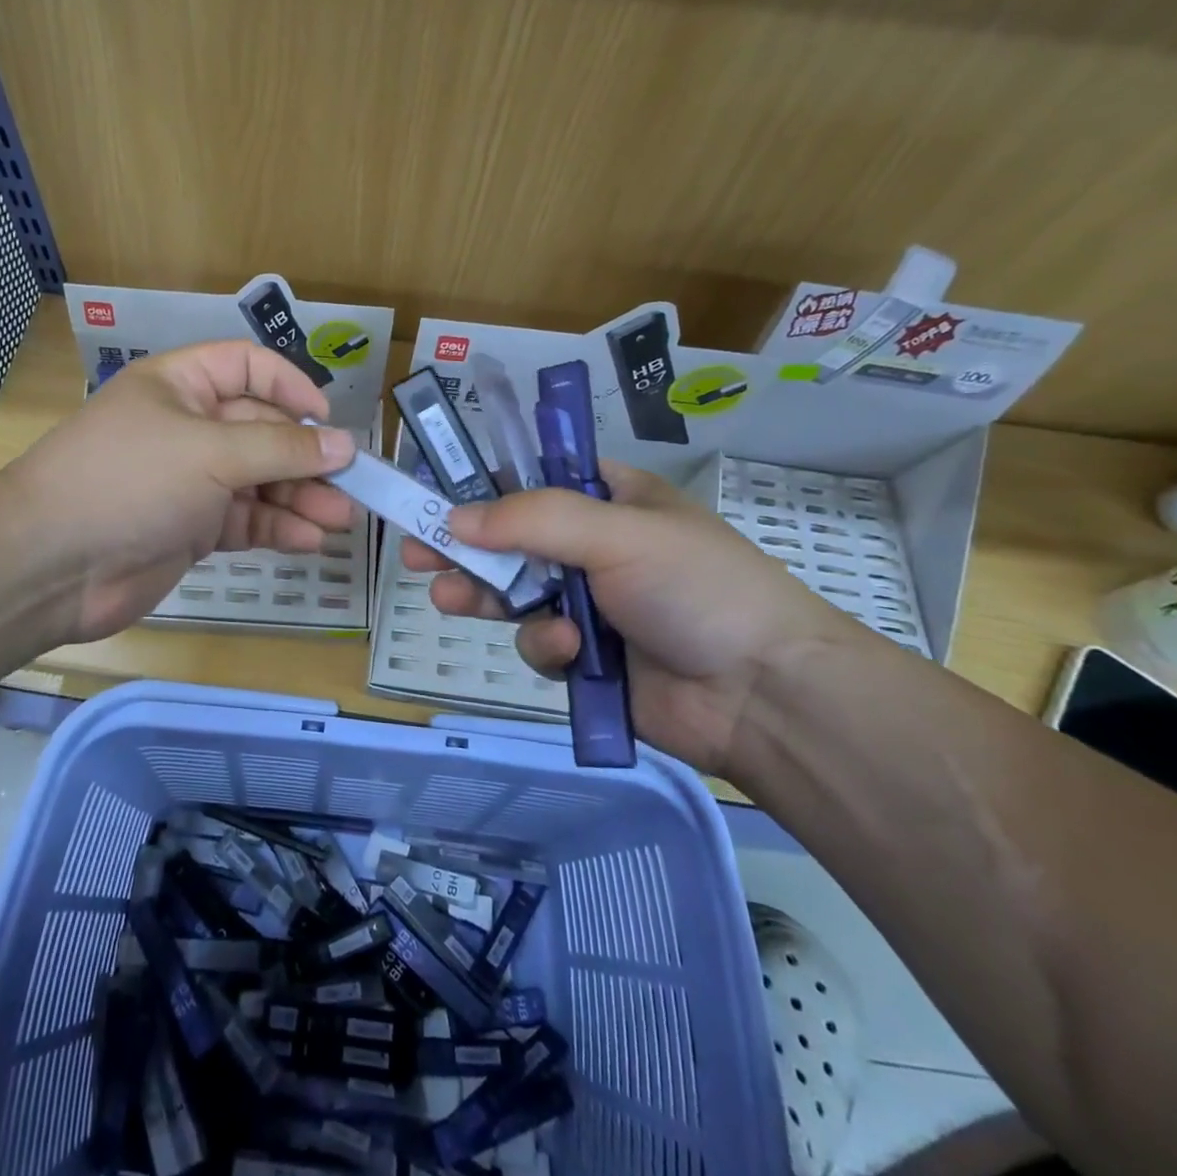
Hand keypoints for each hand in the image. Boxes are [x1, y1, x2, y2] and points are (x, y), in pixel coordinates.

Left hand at [7, 340, 357, 643]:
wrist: (51, 564)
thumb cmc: (131, 481)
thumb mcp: (210, 452)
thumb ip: (281, 449)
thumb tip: (343, 445)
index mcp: (181, 386)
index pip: (247, 368)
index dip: (290, 387)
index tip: (327, 421)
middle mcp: (188, 428)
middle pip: (262, 431)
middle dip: (305, 457)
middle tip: (353, 485)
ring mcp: (190, 481)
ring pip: (258, 481)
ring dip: (299, 498)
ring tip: (340, 519)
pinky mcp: (191, 529)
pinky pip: (244, 521)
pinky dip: (276, 529)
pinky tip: (308, 540)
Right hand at [400, 462, 859, 775]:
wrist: (762, 695)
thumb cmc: (697, 588)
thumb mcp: (618, 533)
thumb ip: (532, 520)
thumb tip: (454, 518)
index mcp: (613, 500)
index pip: (535, 480)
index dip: (486, 485)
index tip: (438, 494)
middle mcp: (596, 547)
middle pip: (512, 539)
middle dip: (465, 546)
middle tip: (415, 551)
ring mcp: (591, 604)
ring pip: (515, 593)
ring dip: (485, 594)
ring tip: (446, 597)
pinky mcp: (586, 658)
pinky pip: (539, 643)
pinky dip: (546, 646)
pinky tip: (569, 653)